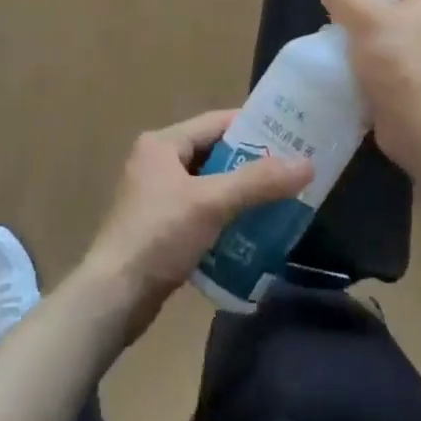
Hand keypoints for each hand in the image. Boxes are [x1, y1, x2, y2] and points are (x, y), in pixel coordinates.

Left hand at [81, 110, 311, 341]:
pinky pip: (201, 212)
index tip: (290, 136)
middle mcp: (157, 162)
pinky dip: (224, 218)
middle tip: (290, 173)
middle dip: (251, 165)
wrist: (113, 298)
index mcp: (162, 144)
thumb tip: (307, 163)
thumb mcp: (211, 203)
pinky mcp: (158, 227)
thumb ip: (258, 182)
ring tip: (278, 203)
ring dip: (239, 194)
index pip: (216, 122)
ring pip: (209, 185)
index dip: (254, 127)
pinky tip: (250, 233)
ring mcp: (156, 196)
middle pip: (214, 154)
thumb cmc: (159, 236)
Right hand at [314, 0, 420, 176]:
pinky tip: (333, 44)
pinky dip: (353, 41)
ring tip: (325, 15)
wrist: (420, 125)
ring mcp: (413, 45)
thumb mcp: (365, 16)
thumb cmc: (399, 60)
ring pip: (376, 17)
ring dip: (350, 14)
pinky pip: (372, 45)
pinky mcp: (400, 70)